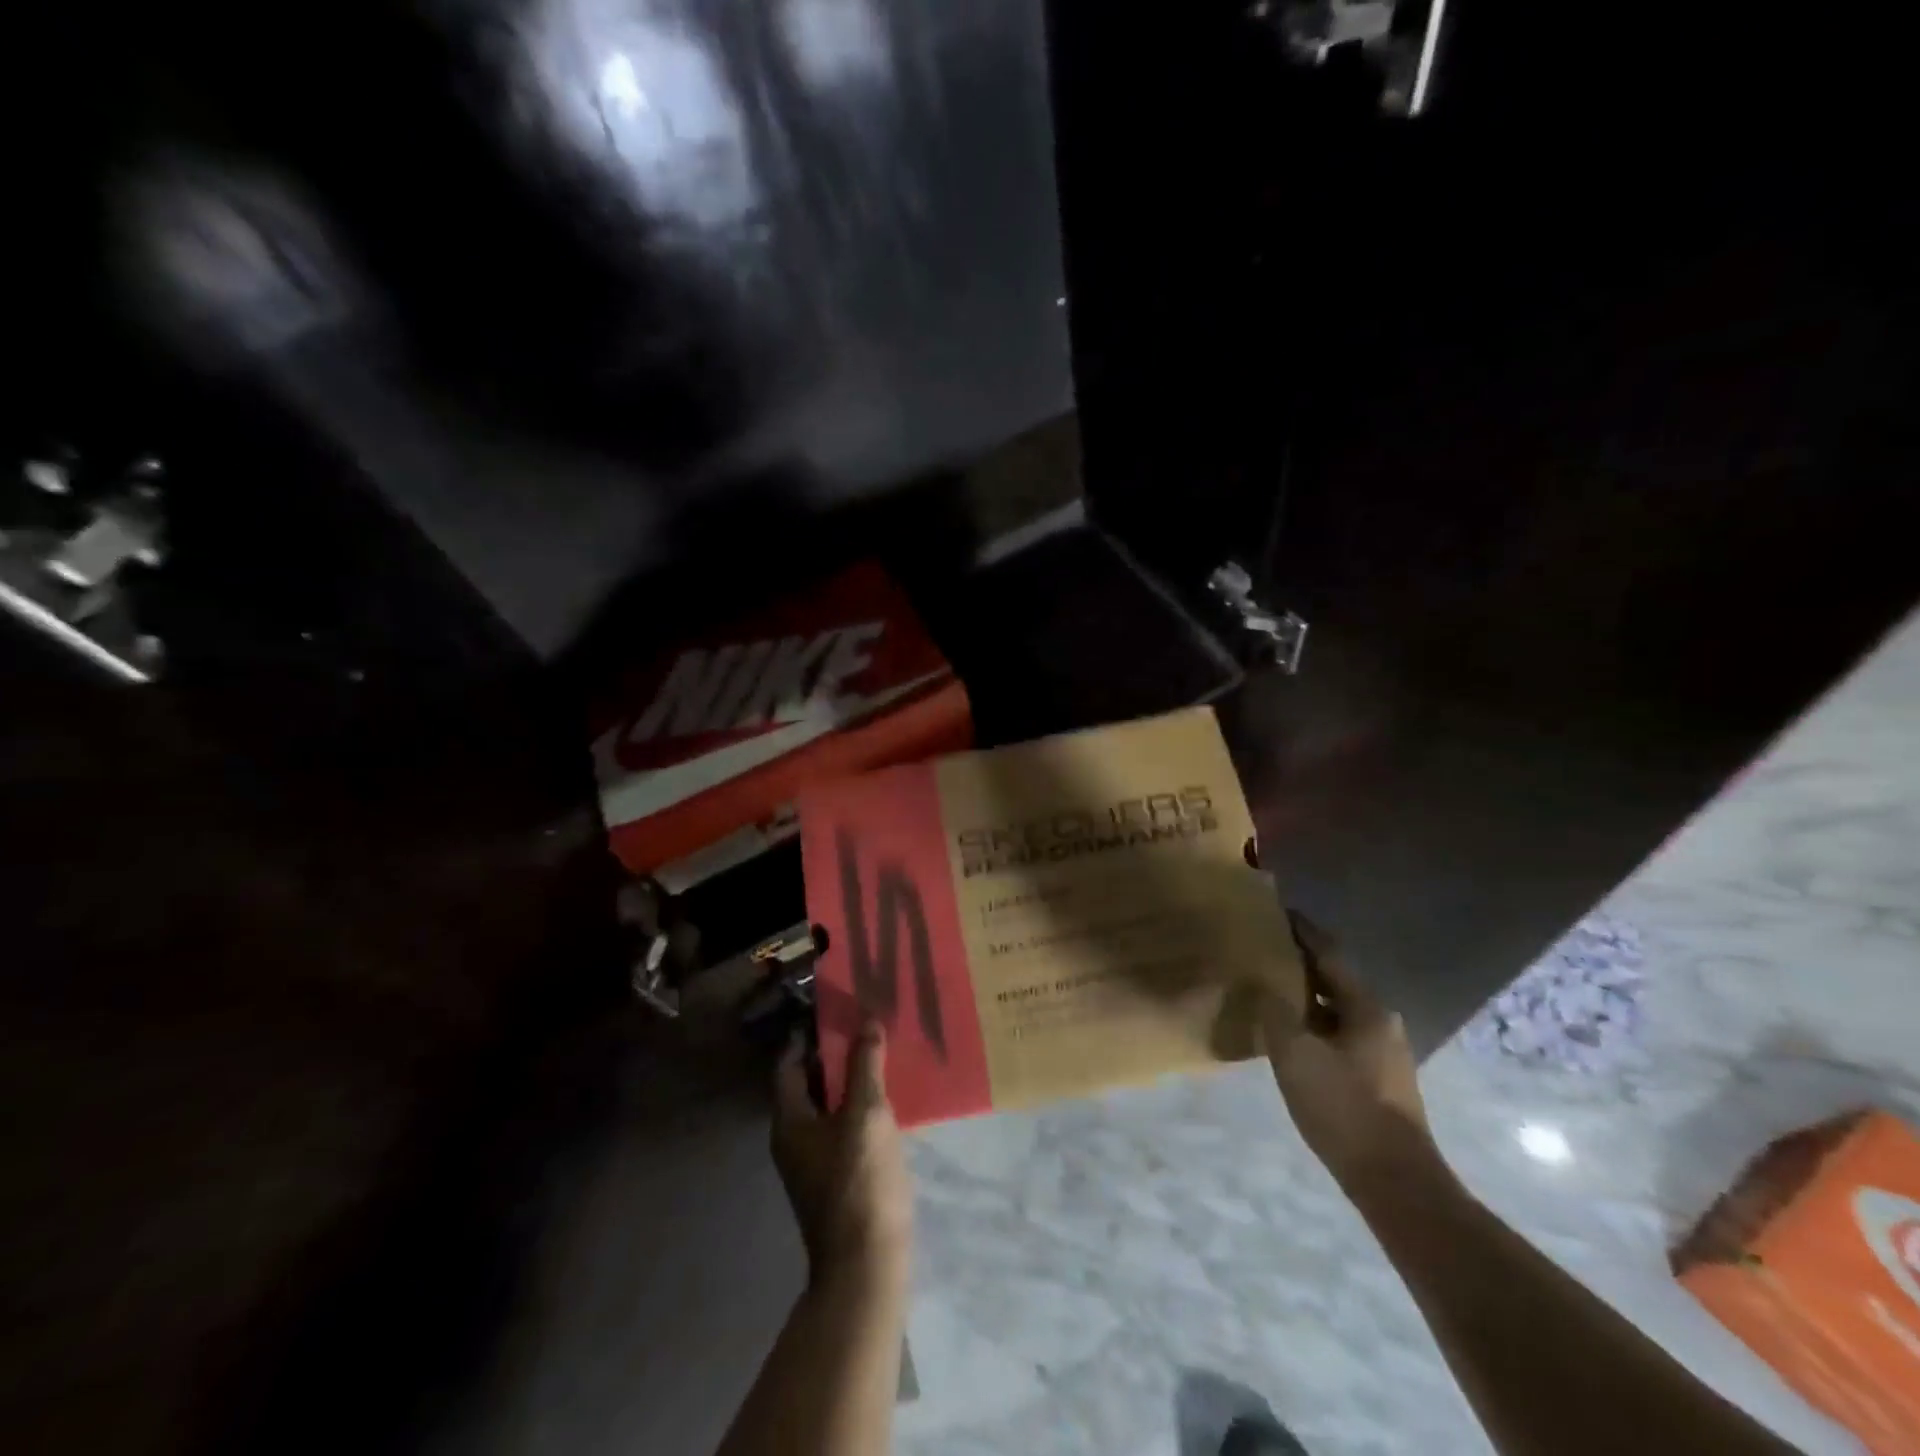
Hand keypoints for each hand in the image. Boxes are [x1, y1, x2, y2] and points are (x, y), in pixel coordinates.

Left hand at [772, 1022, 913, 1282]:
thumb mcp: (866, 1114)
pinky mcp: (837, 1177)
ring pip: (829, 1105)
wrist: (866, 1266)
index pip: (788, 1064)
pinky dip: (859, 1105)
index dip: (807, 1035)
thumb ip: (865, 1065)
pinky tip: (888, 1096)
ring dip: (850, 1079)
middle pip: (808, 1083)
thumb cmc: (860, 1182)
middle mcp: (794, 1139)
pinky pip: (843, 1126)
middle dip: (833, 1053)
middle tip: (864, 1024)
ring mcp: (815, 1161)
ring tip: (880, 1051)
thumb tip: (866, 1021)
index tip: (834, 1010)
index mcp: (789, 1121)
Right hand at [1261, 912, 1442, 1198]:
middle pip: (1334, 980)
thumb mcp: (1294, 1054)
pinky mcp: (1379, 1078)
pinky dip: (1314, 1023)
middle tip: (1265, 948)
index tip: (1279, 910)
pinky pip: (1340, 1034)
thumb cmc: (1343, 1107)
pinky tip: (1290, 1033)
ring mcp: (1383, 1051)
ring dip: (1306, 995)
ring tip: (1270, 986)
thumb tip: (1262, 983)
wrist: (1395, 1181)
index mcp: (1365, 1007)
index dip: (1303, 931)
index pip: (1329, 954)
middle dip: (1301, 963)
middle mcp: (1380, 1021)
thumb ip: (1274, 1011)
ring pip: (1337, 1009)